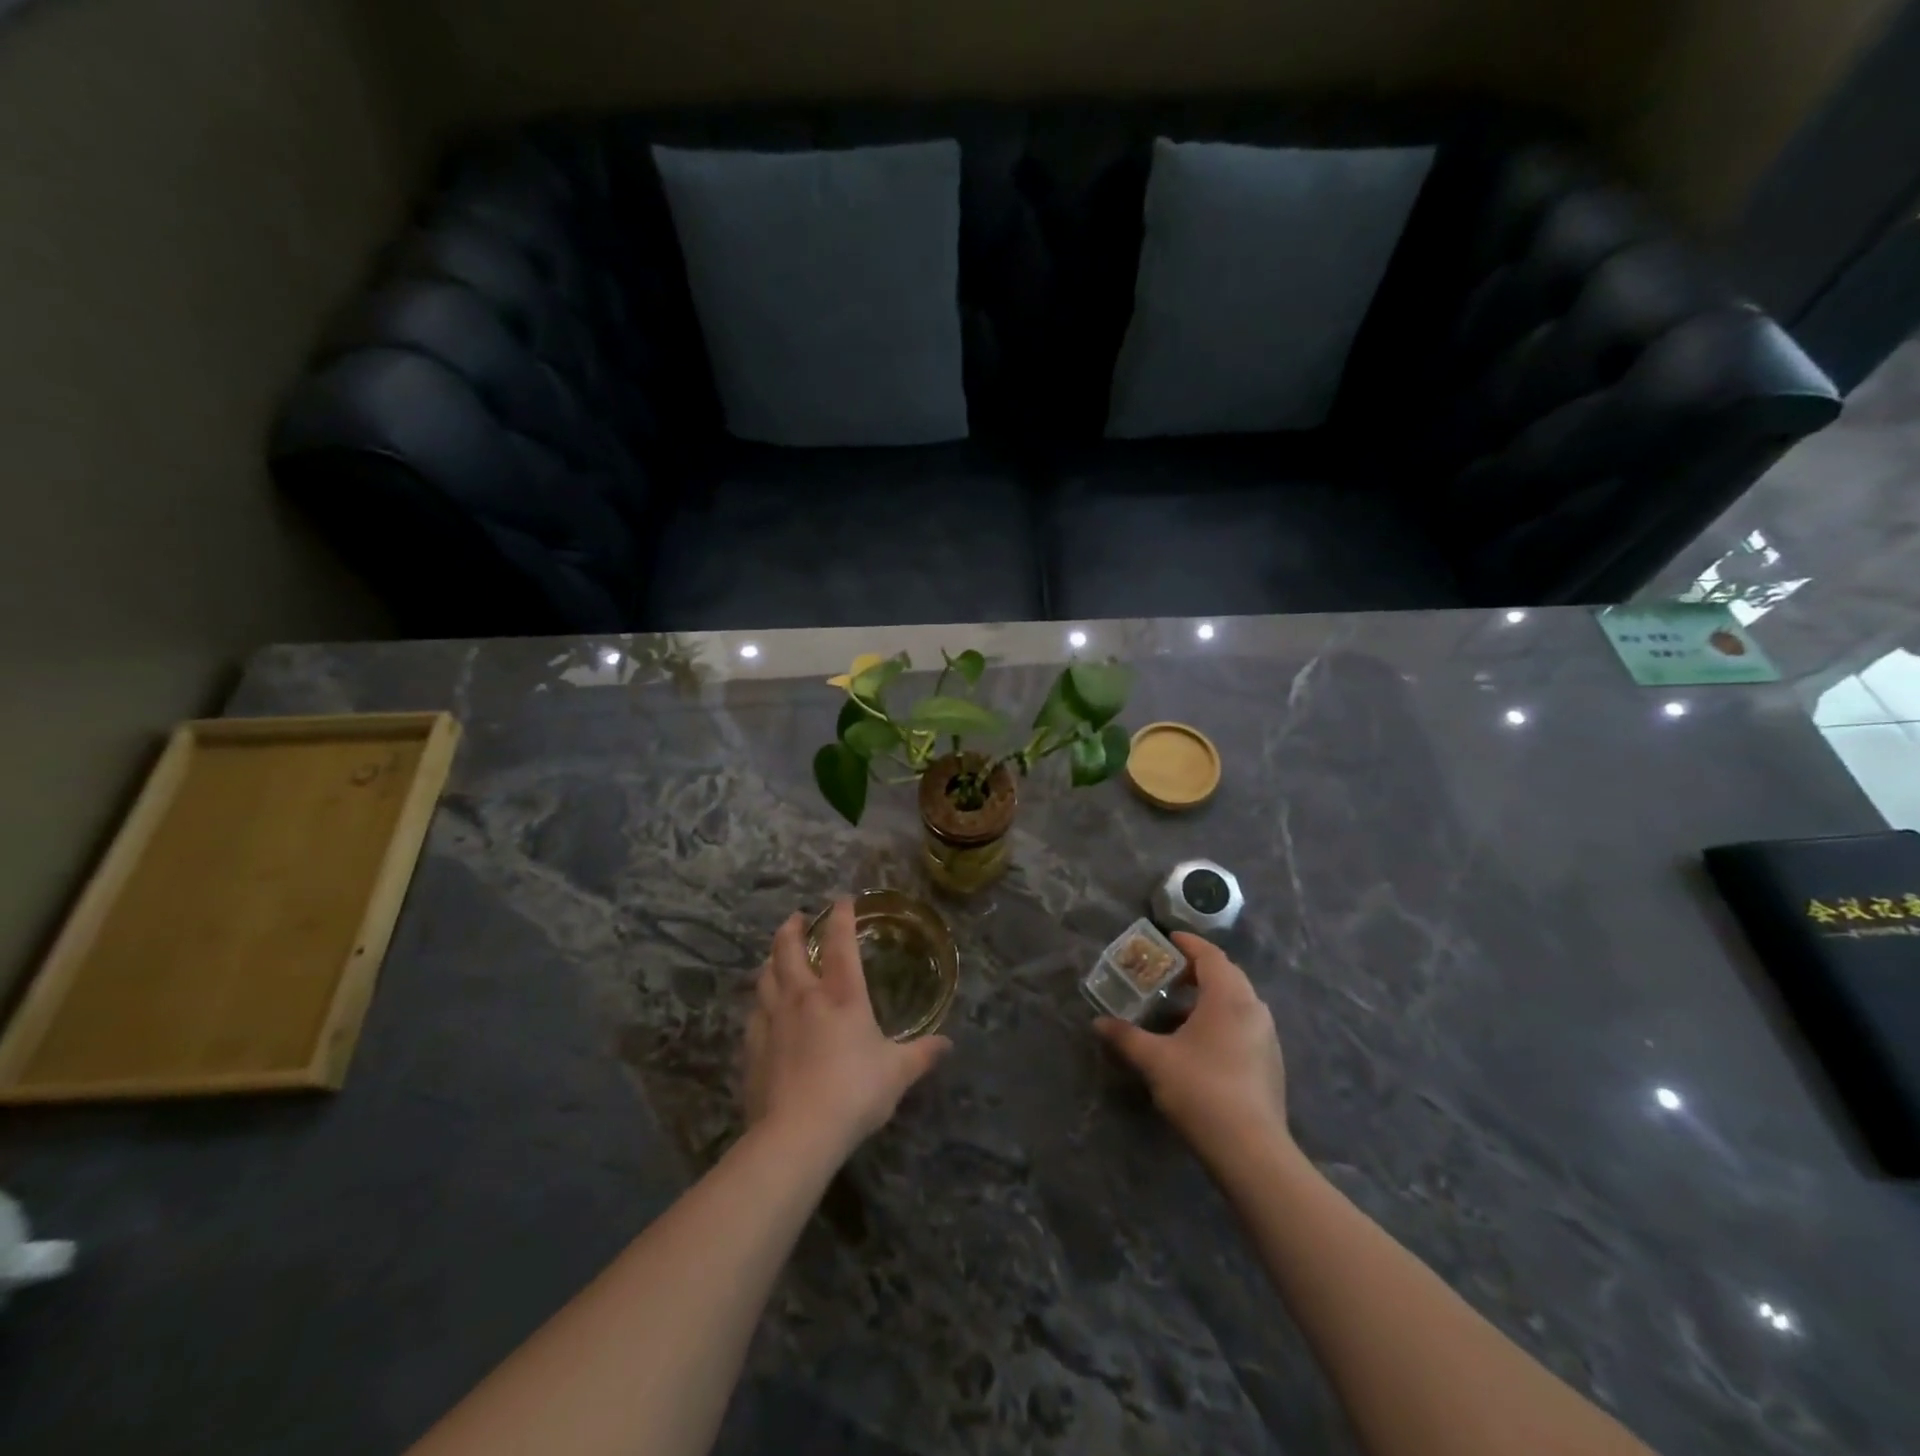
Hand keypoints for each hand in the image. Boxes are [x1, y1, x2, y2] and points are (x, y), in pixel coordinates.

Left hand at [742, 899, 951, 1161]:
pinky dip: (759, 1002)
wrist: (797, 1134)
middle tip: (796, 918)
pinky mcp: (753, 1048)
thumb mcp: (897, 1074)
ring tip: (775, 956)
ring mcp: (773, 1021)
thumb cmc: (854, 1093)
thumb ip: (921, 1055)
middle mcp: (803, 998)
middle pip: (789, 950)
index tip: (842, 899)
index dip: (842, 917)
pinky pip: (754, 1013)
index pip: (841, 943)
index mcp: (841, 996)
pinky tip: (762, 1009)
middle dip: (792, 928)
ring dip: (771, 960)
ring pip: (765, 977)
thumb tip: (947, 1044)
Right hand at [1095, 932, 1289, 1158]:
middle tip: (1168, 973)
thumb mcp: (1154, 1060)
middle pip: (1226, 975)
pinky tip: (1198, 1043)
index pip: (1210, 955)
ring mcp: (1267, 1038)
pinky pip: (1243, 1025)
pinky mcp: (1270, 1063)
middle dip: (1197, 970)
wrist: (1251, 1151)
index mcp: (1228, 997)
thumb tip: (1098, 1023)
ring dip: (1209, 998)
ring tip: (1177, 1009)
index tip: (1168, 939)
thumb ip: (1125, 1036)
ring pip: (1236, 1002)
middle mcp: (1253, 1009)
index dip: (1188, 944)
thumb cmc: (1201, 1090)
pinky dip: (1220, 1020)